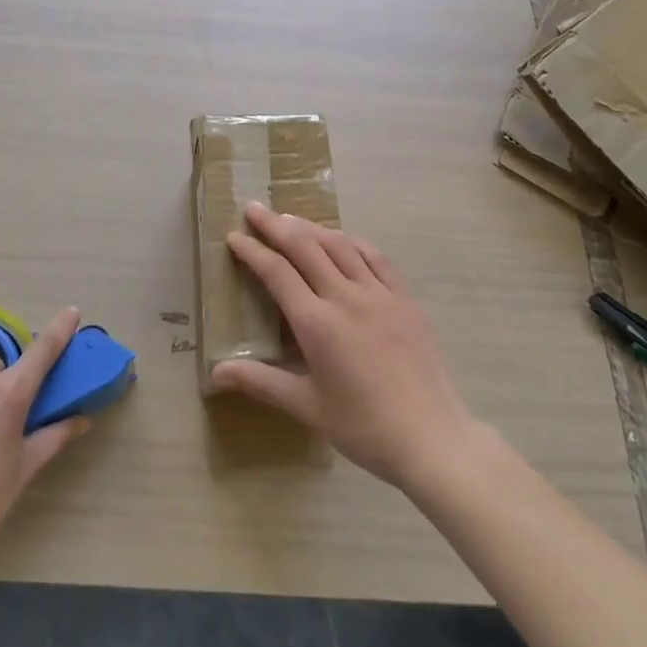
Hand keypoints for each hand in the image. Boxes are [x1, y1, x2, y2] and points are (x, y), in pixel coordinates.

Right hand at [209, 203, 478, 489]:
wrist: (431, 437)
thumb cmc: (363, 427)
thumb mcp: (307, 407)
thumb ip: (261, 382)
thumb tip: (215, 374)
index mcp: (317, 324)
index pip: (277, 273)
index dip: (253, 251)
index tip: (233, 236)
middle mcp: (345, 297)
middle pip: (304, 247)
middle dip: (275, 225)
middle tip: (253, 208)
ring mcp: (379, 293)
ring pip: (339, 245)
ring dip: (310, 227)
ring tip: (289, 218)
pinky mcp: (404, 297)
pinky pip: (374, 256)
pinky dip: (351, 241)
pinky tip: (341, 238)